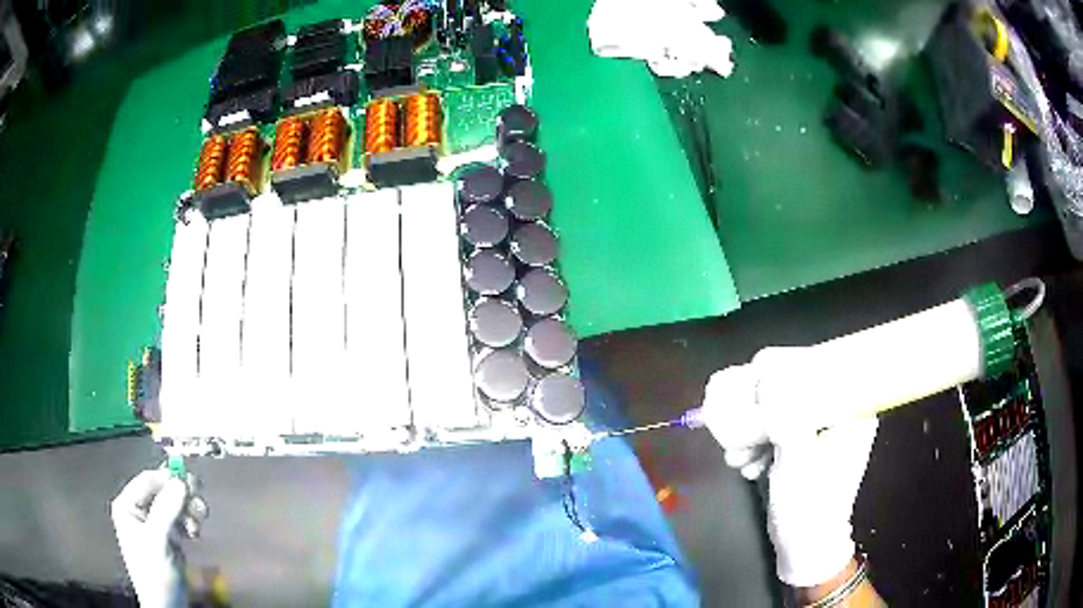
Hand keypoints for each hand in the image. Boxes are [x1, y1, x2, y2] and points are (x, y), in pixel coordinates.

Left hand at [111, 469, 202, 607]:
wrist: (167, 606)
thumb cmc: (155, 572)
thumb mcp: (158, 541)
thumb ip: (166, 510)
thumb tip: (180, 481)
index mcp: (128, 506)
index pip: (147, 480)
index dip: (167, 479)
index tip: (188, 484)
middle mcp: (139, 510)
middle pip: (161, 490)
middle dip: (180, 495)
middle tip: (198, 500)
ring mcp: (154, 524)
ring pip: (173, 504)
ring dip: (188, 509)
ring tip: (199, 519)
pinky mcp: (168, 537)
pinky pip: (179, 519)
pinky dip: (189, 521)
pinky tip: (196, 532)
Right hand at [702, 350, 878, 587]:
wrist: (805, 548)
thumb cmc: (809, 507)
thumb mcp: (798, 462)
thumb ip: (786, 418)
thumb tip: (766, 376)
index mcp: (853, 408)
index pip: (819, 365)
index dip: (781, 368)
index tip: (752, 387)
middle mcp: (841, 411)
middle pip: (795, 386)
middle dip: (760, 409)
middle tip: (737, 431)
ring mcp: (823, 428)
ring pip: (782, 407)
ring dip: (754, 430)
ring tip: (738, 457)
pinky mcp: (807, 443)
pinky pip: (778, 427)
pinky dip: (759, 442)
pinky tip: (747, 464)